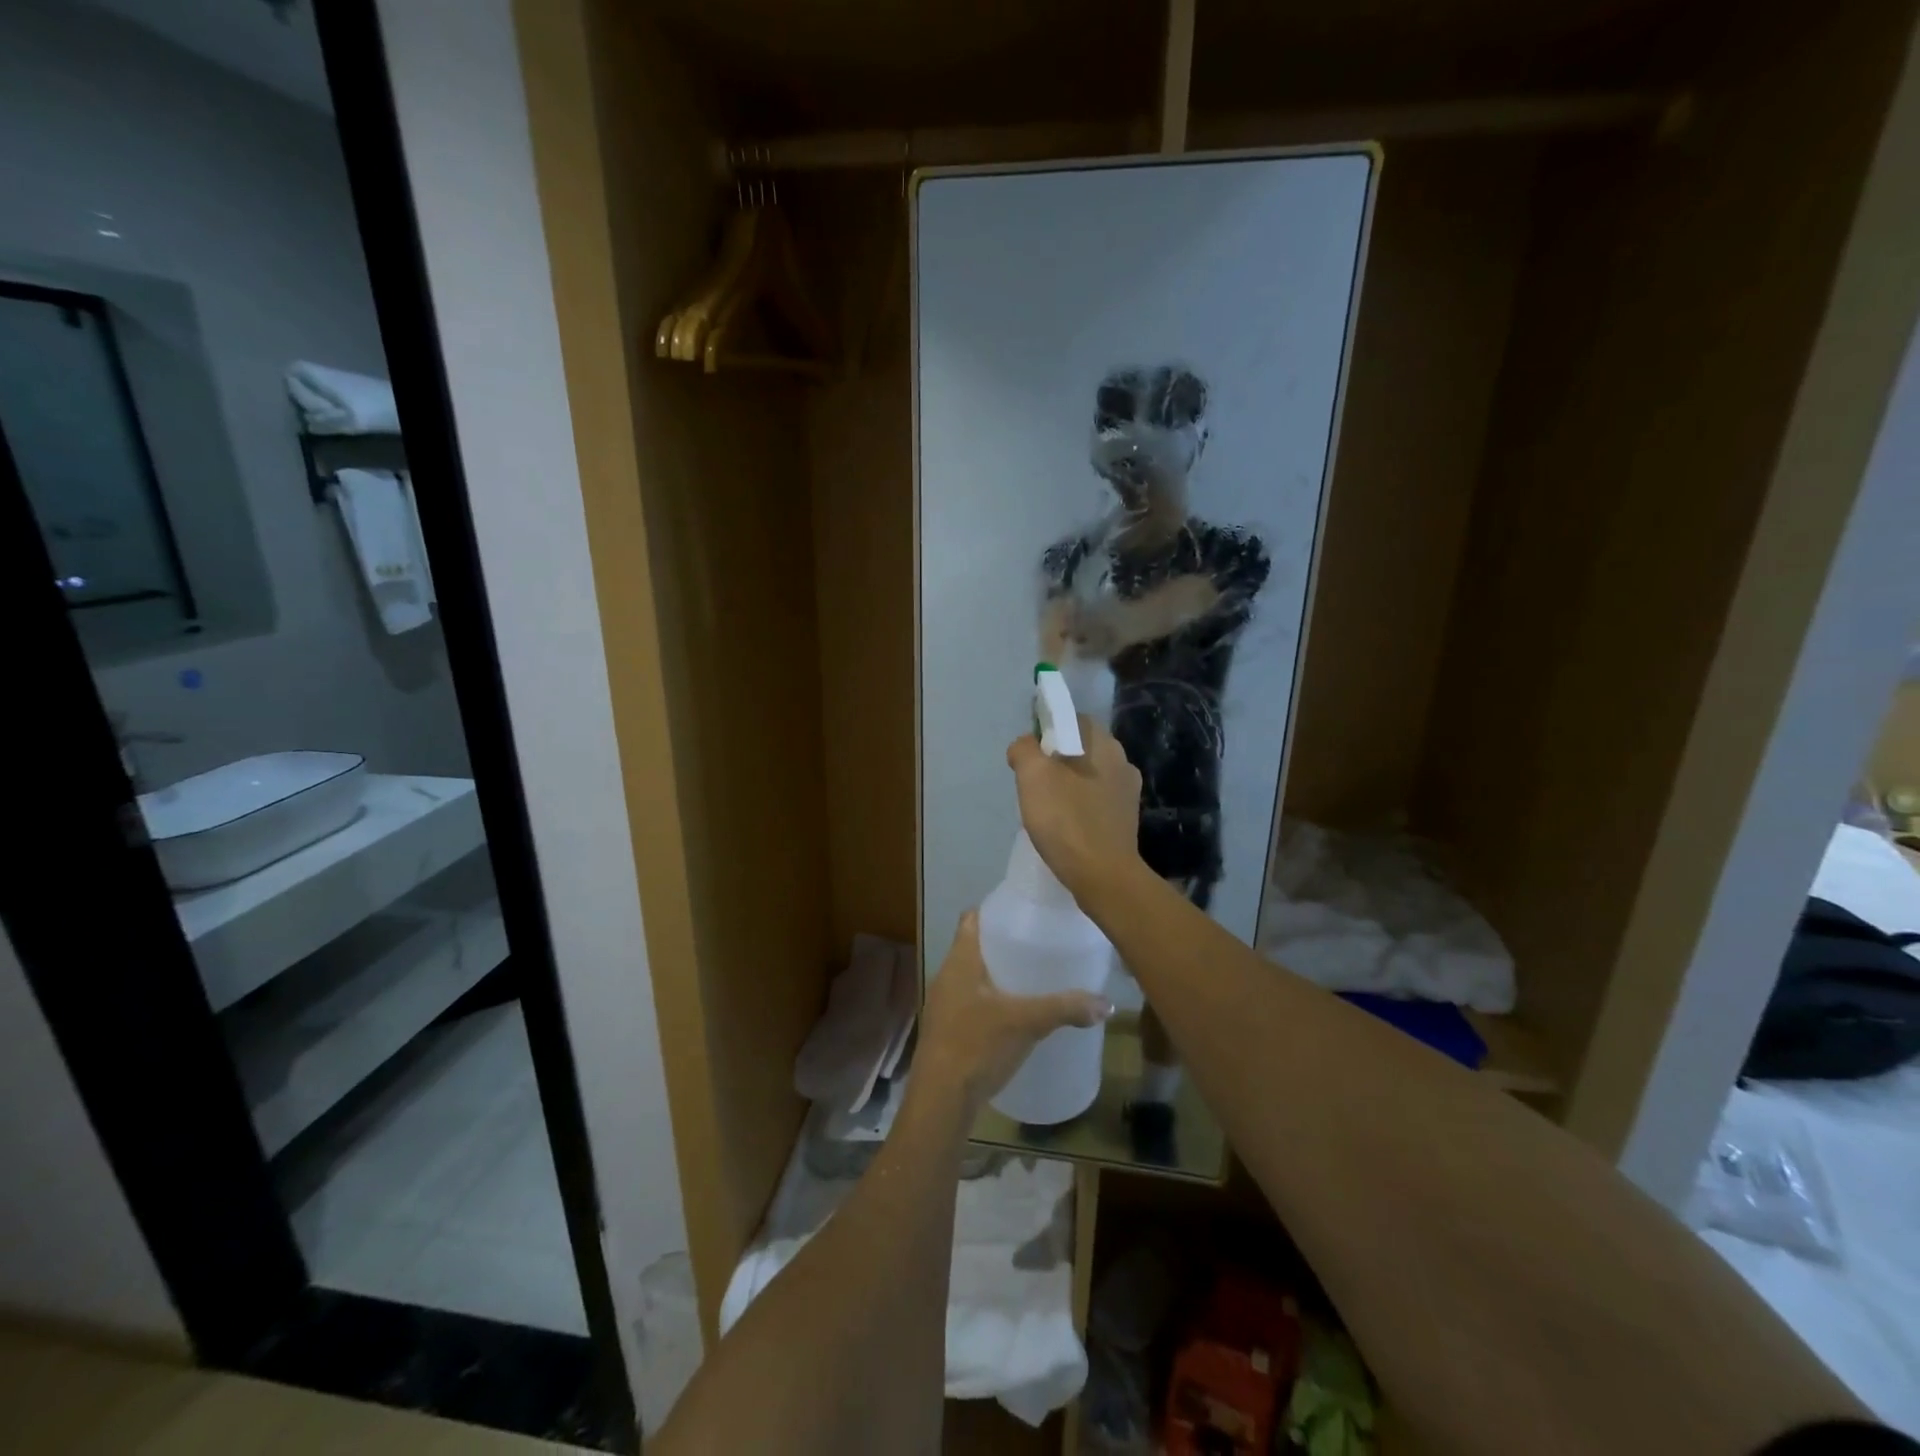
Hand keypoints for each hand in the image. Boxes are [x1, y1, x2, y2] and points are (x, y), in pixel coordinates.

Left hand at [913, 912, 1110, 1114]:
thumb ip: (1066, 1008)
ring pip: (973, 978)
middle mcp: (947, 976)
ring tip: (1033, 978)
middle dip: (1004, 945)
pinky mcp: (947, 1032)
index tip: (1025, 912)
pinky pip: (971, 1004)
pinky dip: (992, 1002)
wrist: (940, 1101)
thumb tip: (1107, 1003)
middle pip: (975, 947)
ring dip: (998, 975)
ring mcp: (944, 1005)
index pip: (972, 919)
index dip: (995, 910)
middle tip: (1039, 945)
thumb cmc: (977, 1045)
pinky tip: (1015, 1015)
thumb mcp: (1027, 1022)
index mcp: (960, 961)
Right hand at [1006, 715, 1142, 899]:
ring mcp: (1127, 793)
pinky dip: (1078, 809)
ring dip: (1066, 787)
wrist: (1103, 876)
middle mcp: (1122, 762)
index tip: (1029, 755)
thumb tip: (1025, 746)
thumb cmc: (1067, 820)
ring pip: (1088, 777)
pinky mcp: (1125, 821)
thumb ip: (1024, 750)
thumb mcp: (1033, 775)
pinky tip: (1064, 828)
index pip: (1073, 720)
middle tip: (1032, 785)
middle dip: (1055, 761)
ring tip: (1046, 810)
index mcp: (1104, 744)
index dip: (1048, 730)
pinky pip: (1095, 803)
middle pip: (1080, 749)